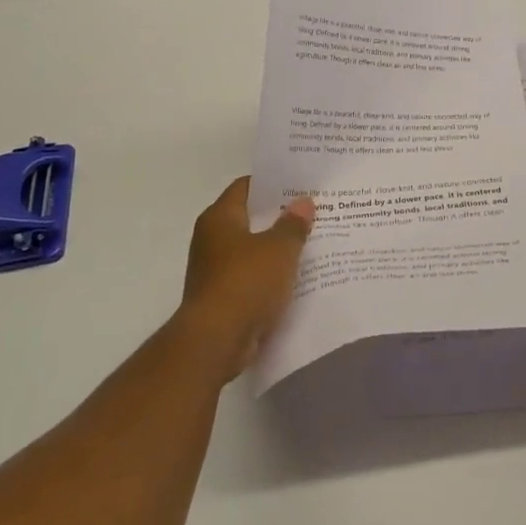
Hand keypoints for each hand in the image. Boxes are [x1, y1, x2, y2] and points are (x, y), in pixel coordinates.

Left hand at [178, 177, 314, 381]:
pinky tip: (297, 277)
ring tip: (312, 242)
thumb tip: (303, 202)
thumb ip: (293, 224)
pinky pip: (252, 277)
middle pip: (250, 218)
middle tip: (313, 211)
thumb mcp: (279, 249)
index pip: (246, 187)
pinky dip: (271, 276)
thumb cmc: (245, 283)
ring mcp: (215, 270)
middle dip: (280, 216)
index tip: (300, 183)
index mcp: (219, 218)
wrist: (216, 341)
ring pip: (253, 250)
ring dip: (277, 248)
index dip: (273, 183)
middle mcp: (212, 239)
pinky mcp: (222, 298)